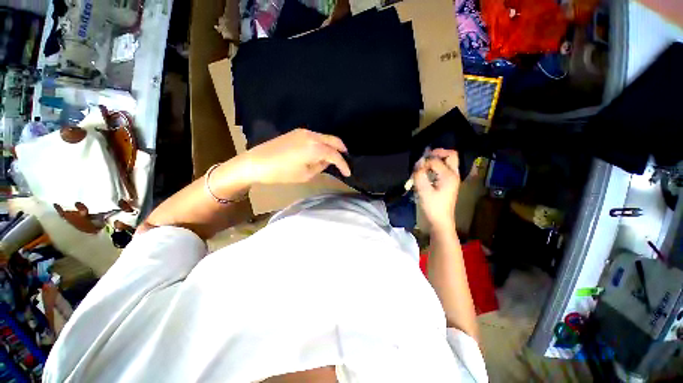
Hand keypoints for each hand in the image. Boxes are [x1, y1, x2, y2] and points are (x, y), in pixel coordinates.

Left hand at [241, 128, 350, 184]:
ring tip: (333, 158)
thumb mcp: (305, 175)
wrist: (256, 162)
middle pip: (333, 140)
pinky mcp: (296, 132)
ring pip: (325, 137)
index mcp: (315, 147)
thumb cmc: (281, 173)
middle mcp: (312, 135)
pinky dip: (322, 143)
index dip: (343, 164)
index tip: (348, 173)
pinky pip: (316, 137)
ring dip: (332, 146)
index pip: (335, 155)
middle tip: (345, 160)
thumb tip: (326, 161)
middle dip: (341, 150)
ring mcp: (303, 132)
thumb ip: (320, 166)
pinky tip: (320, 152)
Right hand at [413, 149, 459, 229]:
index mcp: (449, 175)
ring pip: (448, 162)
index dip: (424, 163)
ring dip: (436, 160)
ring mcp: (452, 179)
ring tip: (424, 165)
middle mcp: (453, 174)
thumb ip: (419, 175)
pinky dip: (435, 167)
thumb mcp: (423, 190)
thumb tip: (418, 163)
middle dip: (438, 153)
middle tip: (425, 157)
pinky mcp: (448, 183)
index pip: (435, 161)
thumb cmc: (432, 207)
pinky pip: (444, 169)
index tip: (416, 170)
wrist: (440, 221)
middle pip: (450, 155)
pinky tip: (426, 173)